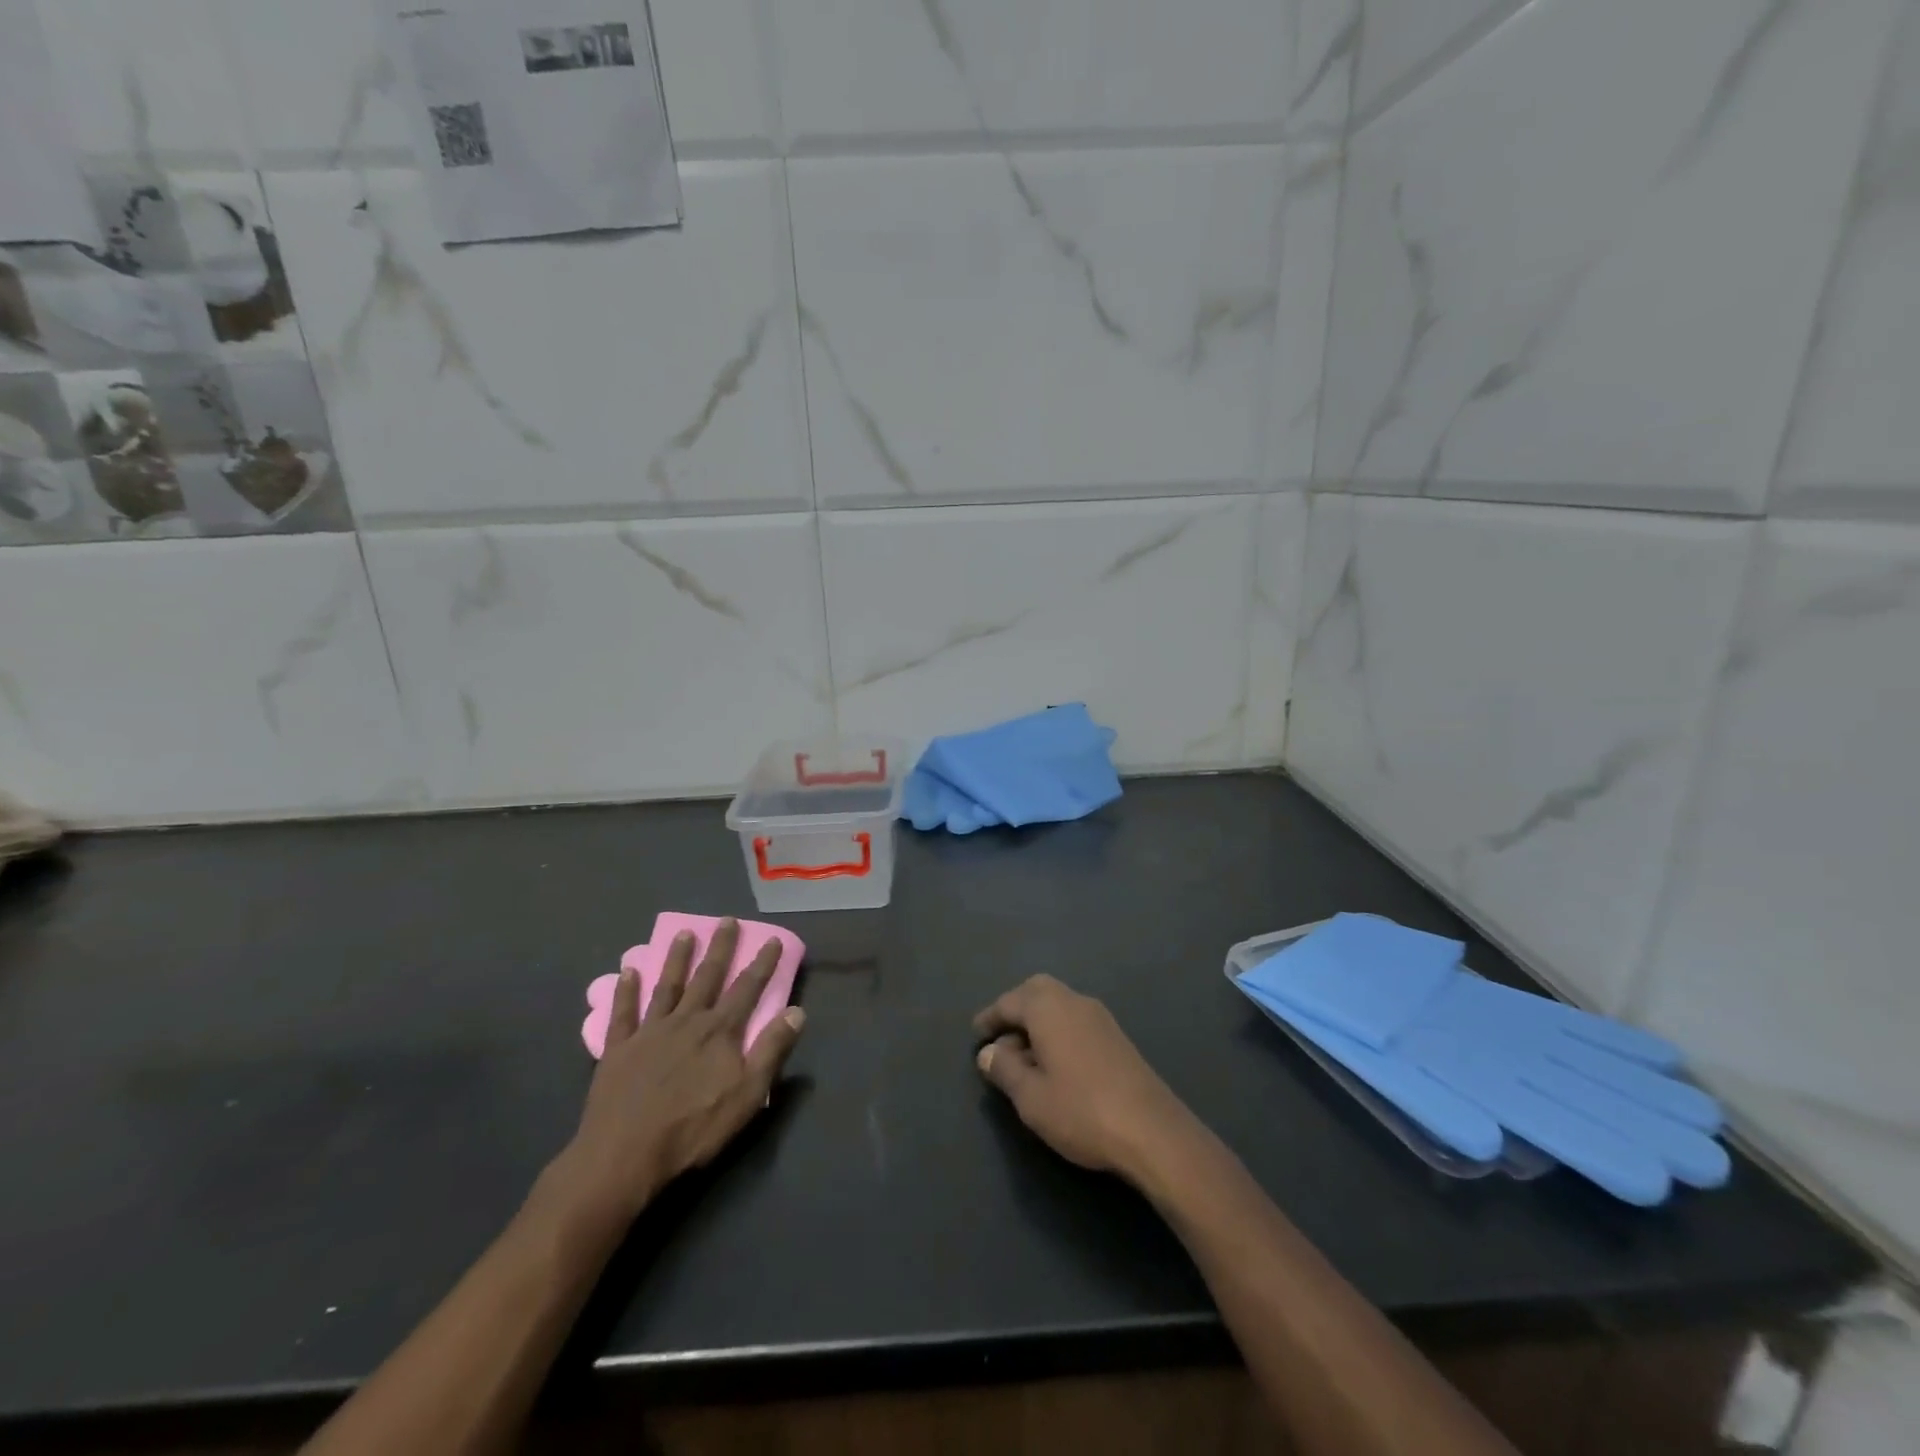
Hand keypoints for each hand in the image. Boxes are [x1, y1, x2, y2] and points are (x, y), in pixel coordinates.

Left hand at [557, 919, 804, 1224]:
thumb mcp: (747, 1095)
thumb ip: (772, 1050)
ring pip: (668, 985)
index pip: (748, 989)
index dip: (762, 963)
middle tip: (727, 920)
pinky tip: (626, 971)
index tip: (772, 939)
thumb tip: (797, 1011)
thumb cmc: (693, 1129)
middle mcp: (687, 1020)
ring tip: (685, 933)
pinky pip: (622, 1014)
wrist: (624, 1156)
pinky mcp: (618, 1049)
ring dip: (678, 958)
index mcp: (720, 1031)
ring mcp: (649, 1032)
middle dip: (720, 948)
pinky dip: (625, 991)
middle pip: (708, 977)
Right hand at [974, 975, 1199, 1183]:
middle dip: (1015, 1009)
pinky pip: (1075, 1020)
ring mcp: (1099, 1017)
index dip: (989, 1017)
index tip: (976, 1034)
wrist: (1153, 1131)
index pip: (1009, 1001)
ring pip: (1059, 1004)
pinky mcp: (1116, 1037)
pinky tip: (1054, 1064)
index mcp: (1048, 1007)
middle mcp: (1073, 1001)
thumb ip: (1004, 1070)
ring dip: (1037, 1021)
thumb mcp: (1030, 1097)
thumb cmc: (1081, 1111)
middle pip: (1037, 991)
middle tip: (1000, 1038)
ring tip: (1023, 1058)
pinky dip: (1057, 1031)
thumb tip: (989, 1052)